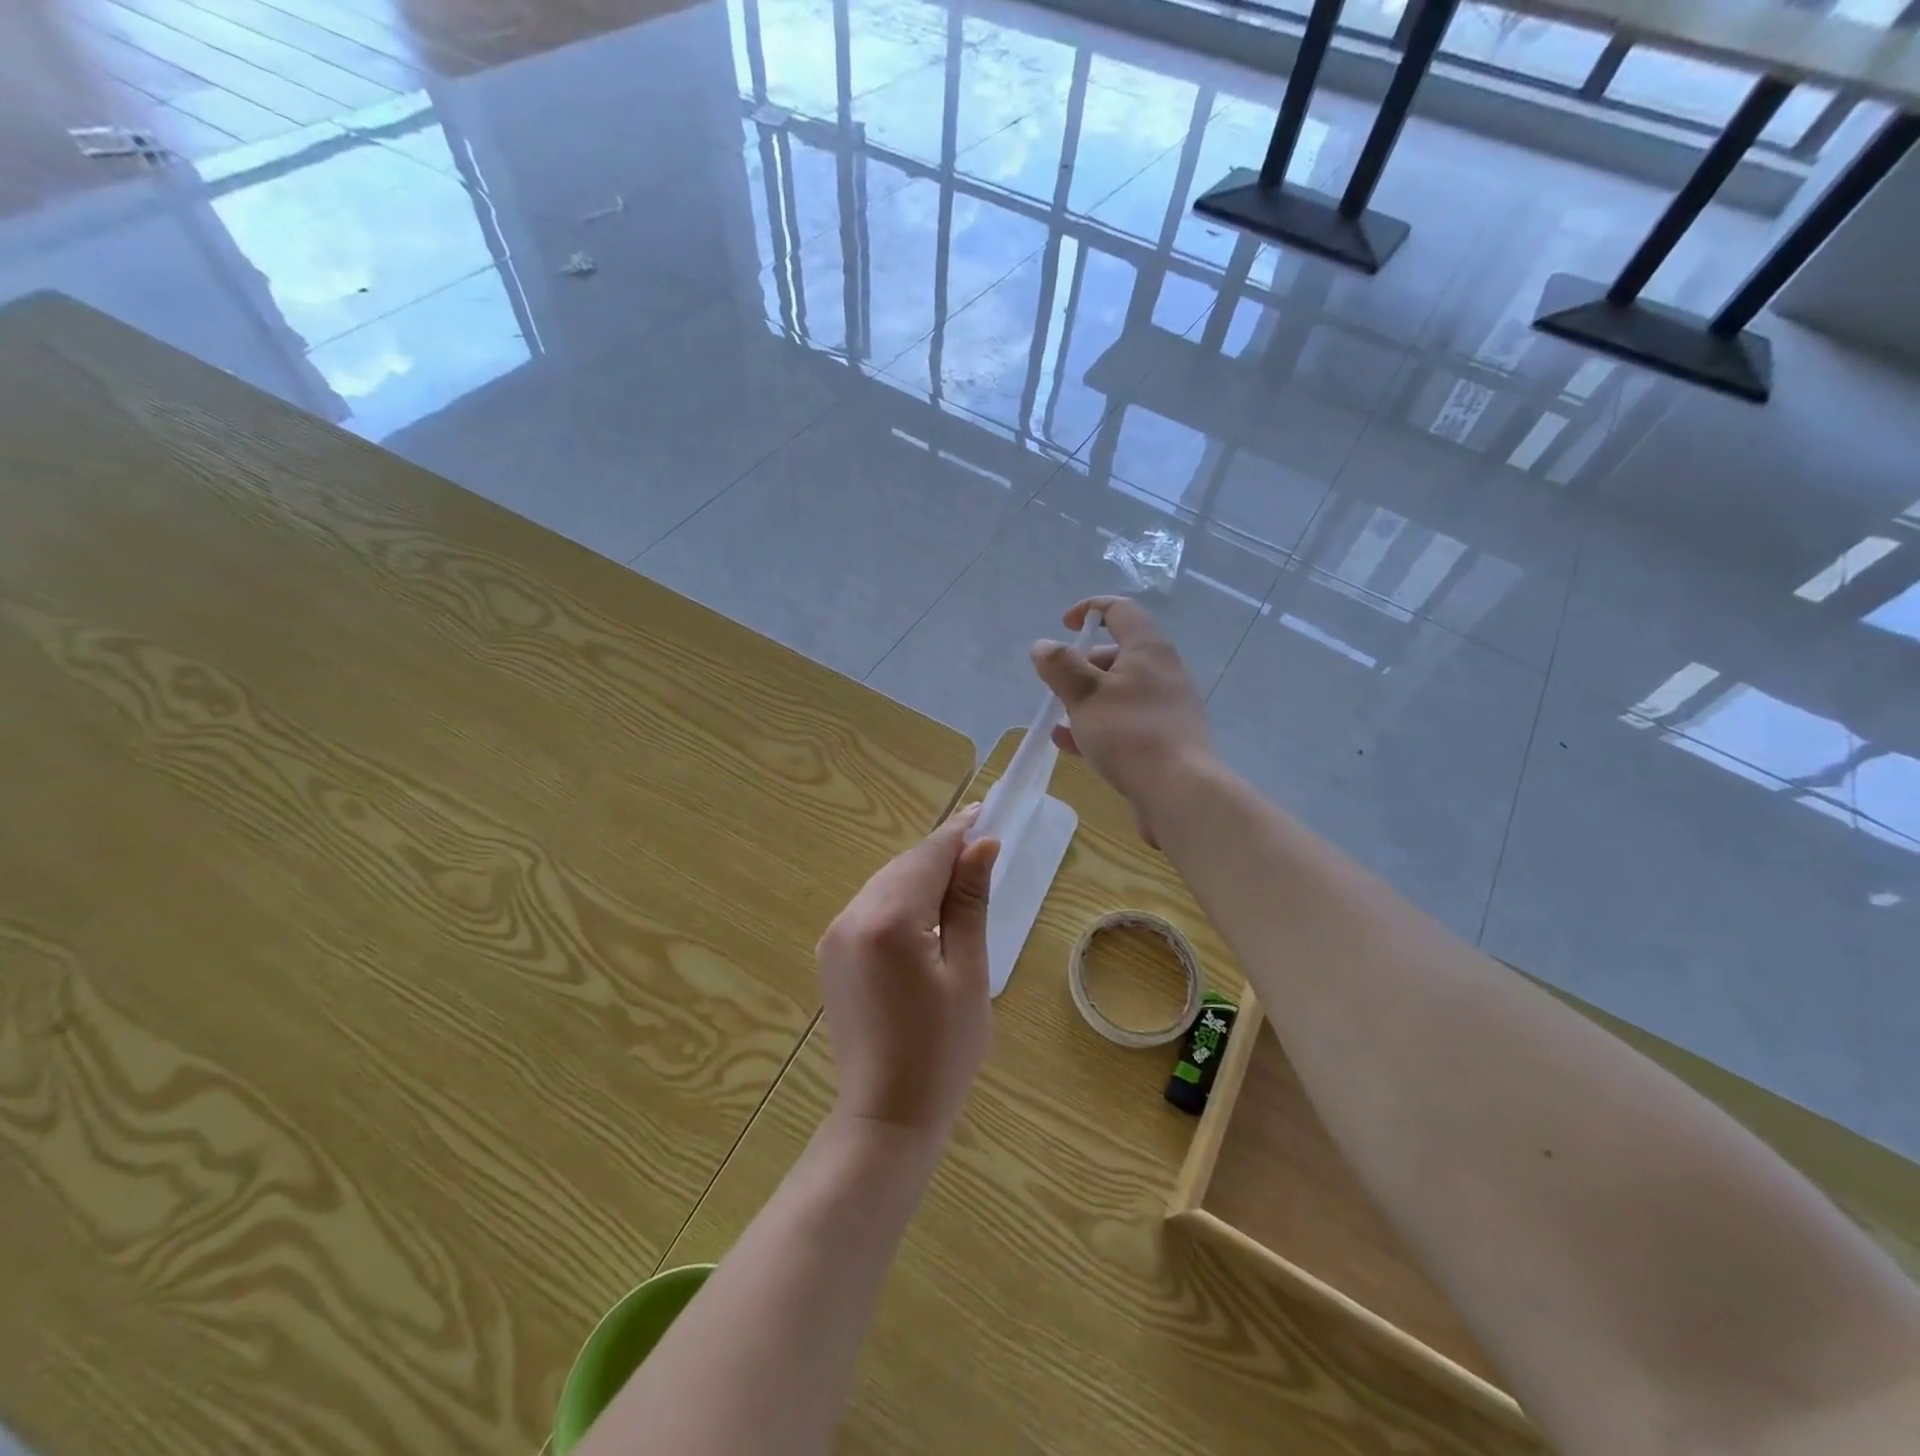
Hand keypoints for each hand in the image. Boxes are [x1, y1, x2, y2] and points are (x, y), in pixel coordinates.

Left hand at [815, 807, 998, 1143]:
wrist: (885, 1116)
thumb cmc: (942, 1050)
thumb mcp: (968, 973)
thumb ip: (969, 903)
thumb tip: (982, 846)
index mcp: (889, 920)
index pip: (928, 857)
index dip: (959, 833)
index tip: (985, 812)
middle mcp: (852, 916)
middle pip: (904, 866)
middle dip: (941, 853)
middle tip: (981, 846)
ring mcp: (835, 936)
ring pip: (885, 883)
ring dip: (921, 875)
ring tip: (960, 878)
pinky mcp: (831, 954)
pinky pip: (870, 907)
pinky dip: (900, 899)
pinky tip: (925, 911)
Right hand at [1032, 596, 1212, 844]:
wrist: (1180, 793)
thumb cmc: (1130, 734)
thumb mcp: (1086, 695)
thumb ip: (1061, 667)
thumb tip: (1043, 645)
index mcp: (1148, 649)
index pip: (1120, 610)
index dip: (1089, 609)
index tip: (1063, 626)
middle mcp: (1163, 672)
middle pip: (1118, 654)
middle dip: (1082, 665)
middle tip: (1057, 685)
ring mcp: (1167, 708)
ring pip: (1119, 692)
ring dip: (1086, 700)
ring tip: (1058, 717)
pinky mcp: (1165, 740)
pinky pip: (1124, 723)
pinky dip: (1097, 726)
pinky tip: (1069, 745)